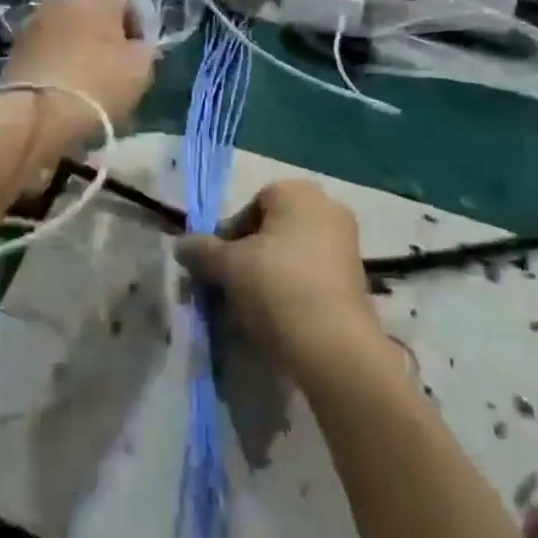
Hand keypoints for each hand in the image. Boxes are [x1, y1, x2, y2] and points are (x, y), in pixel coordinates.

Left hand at [0, 0, 156, 142]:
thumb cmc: (99, 83)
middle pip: (95, 13)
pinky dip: (58, 59)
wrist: (38, 114)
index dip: (137, 31)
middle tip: (114, 68)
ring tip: (87, 79)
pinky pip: (49, 47)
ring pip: (70, 29)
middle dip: (105, 35)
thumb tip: (137, 46)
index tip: (139, 58)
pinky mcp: (17, 44)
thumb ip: (146, 47)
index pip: (128, 4)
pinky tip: (65, 85)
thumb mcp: (142, 67)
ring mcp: (36, 18)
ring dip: (80, 46)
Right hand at [176, 179, 384, 379]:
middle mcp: (326, 208)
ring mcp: (345, 244)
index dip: (227, 238)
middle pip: (270, 232)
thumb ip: (201, 251)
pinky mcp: (355, 279)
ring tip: (247, 312)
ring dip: (265, 279)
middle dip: (245, 260)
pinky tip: (275, 321)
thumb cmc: (276, 286)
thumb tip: (181, 245)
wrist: (333, 345)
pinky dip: (290, 293)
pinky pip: (309, 278)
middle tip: (227, 291)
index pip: (249, 208)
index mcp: (297, 192)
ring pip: (289, 257)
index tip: (216, 269)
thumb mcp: (227, 266)